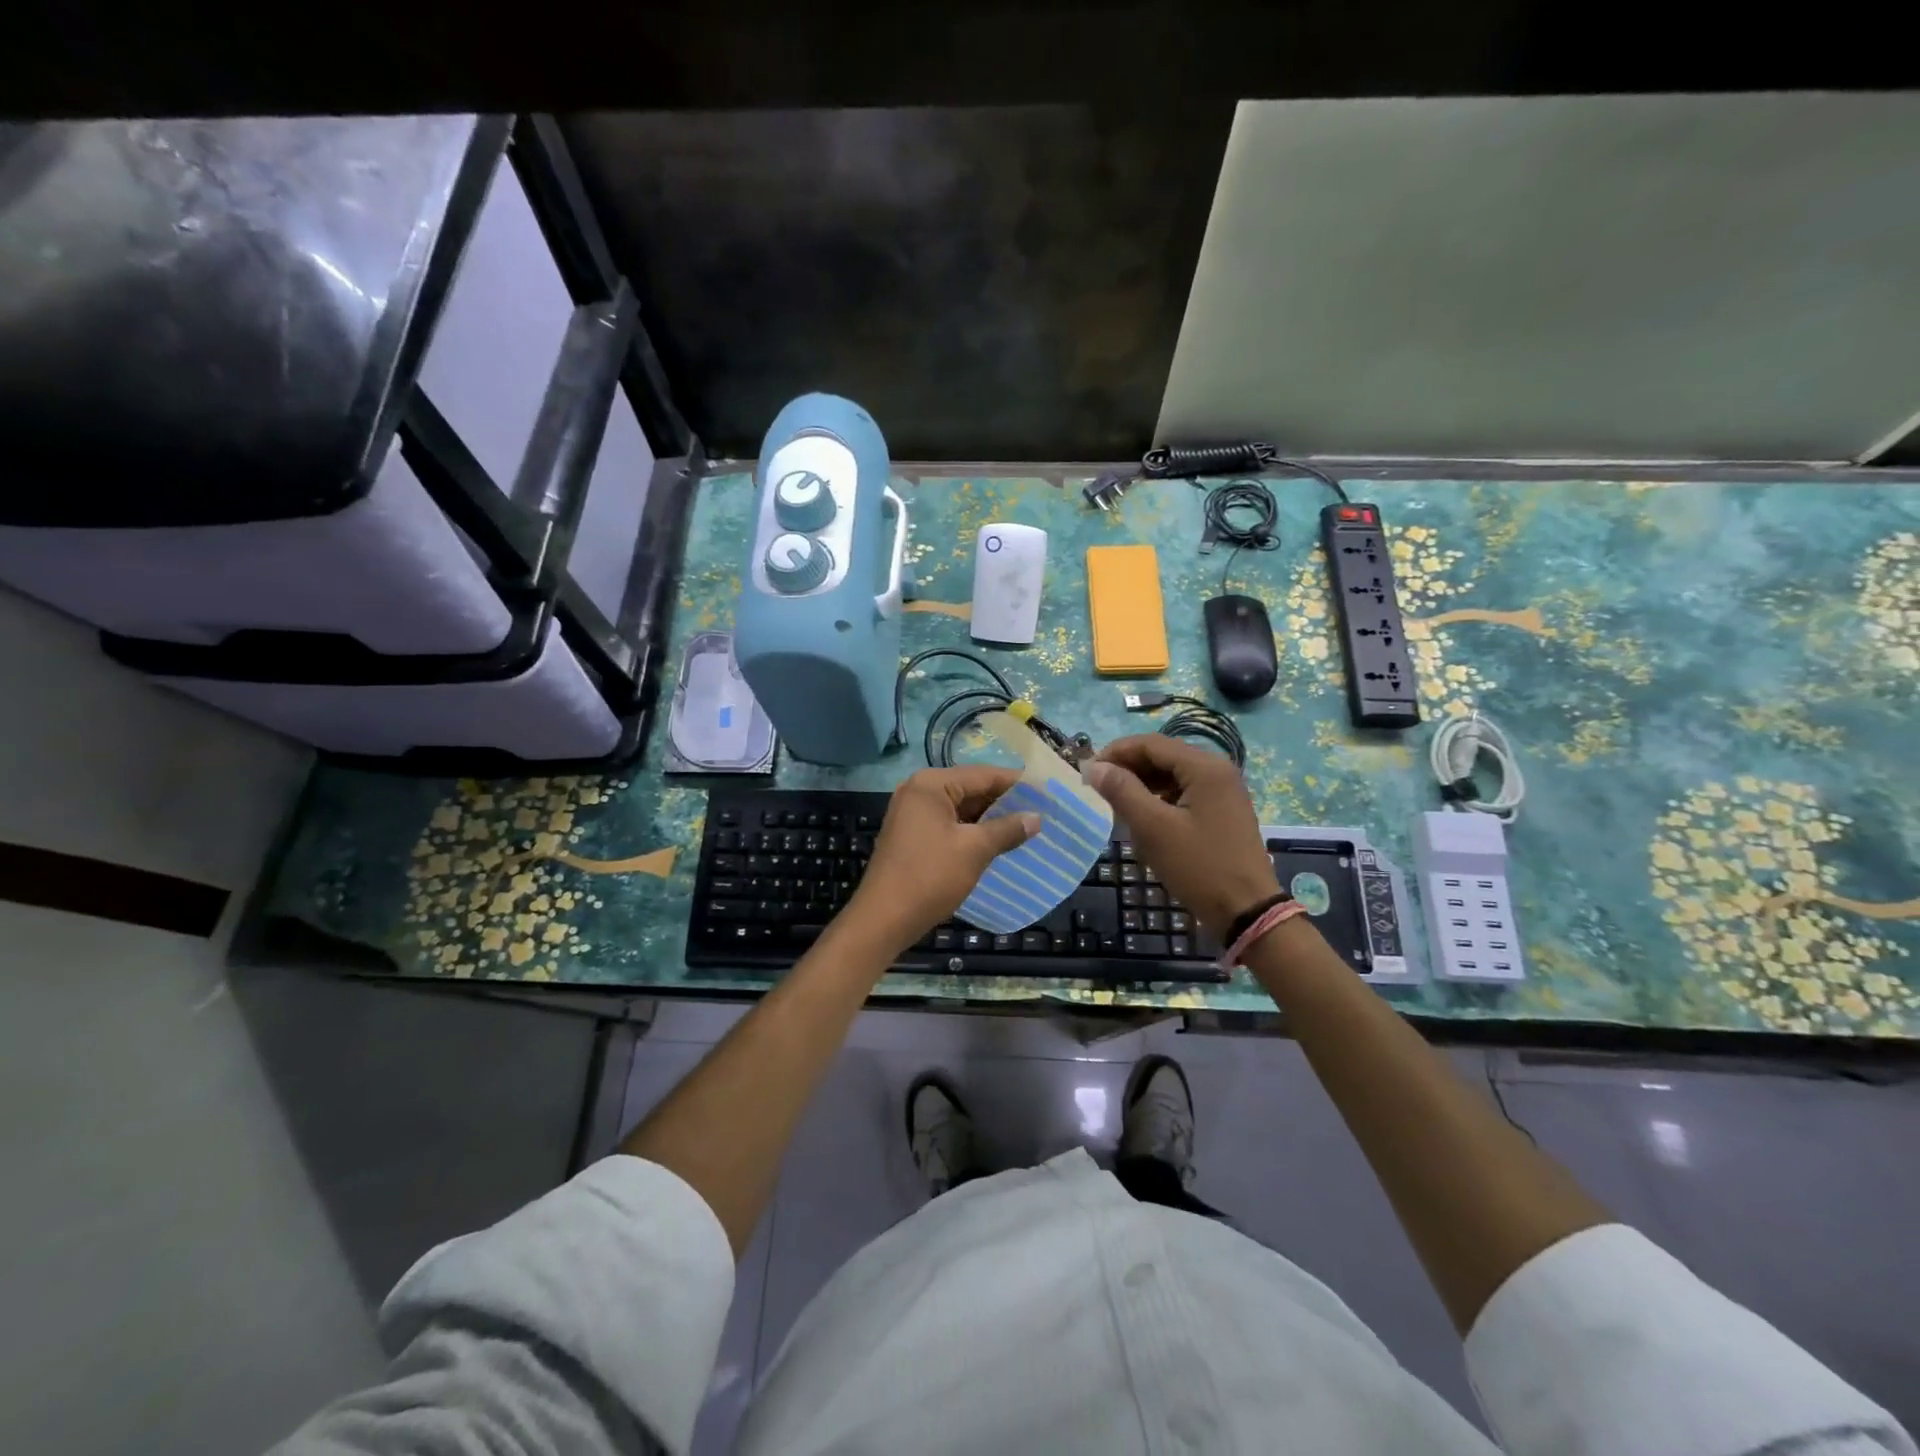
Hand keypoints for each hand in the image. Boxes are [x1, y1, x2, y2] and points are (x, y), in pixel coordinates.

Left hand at [845, 766, 1040, 953]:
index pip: (983, 775)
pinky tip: (997, 843)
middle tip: (1041, 812)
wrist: (883, 919)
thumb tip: (1036, 818)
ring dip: (990, 819)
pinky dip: (972, 831)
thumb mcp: (974, 850)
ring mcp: (912, 814)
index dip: (1017, 784)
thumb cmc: (930, 876)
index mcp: (932, 784)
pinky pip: (949, 824)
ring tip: (1026, 828)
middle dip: (1004, 802)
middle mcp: (919, 791)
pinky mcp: (911, 836)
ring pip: (961, 809)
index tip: (1047, 793)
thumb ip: (1007, 829)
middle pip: (971, 789)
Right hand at [1084, 735, 1279, 937]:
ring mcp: (1223, 791)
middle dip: (1128, 768)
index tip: (1087, 772)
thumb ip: (1122, 791)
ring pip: (1172, 775)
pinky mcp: (1222, 810)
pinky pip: (1184, 792)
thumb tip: (1094, 767)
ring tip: (1115, 804)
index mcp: (1204, 767)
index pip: (1150, 743)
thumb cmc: (1198, 866)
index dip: (1115, 752)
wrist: (1247, 911)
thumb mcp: (1153, 828)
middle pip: (1163, 756)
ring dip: (1142, 784)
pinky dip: (1160, 798)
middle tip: (1097, 788)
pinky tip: (1142, 817)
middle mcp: (1217, 770)